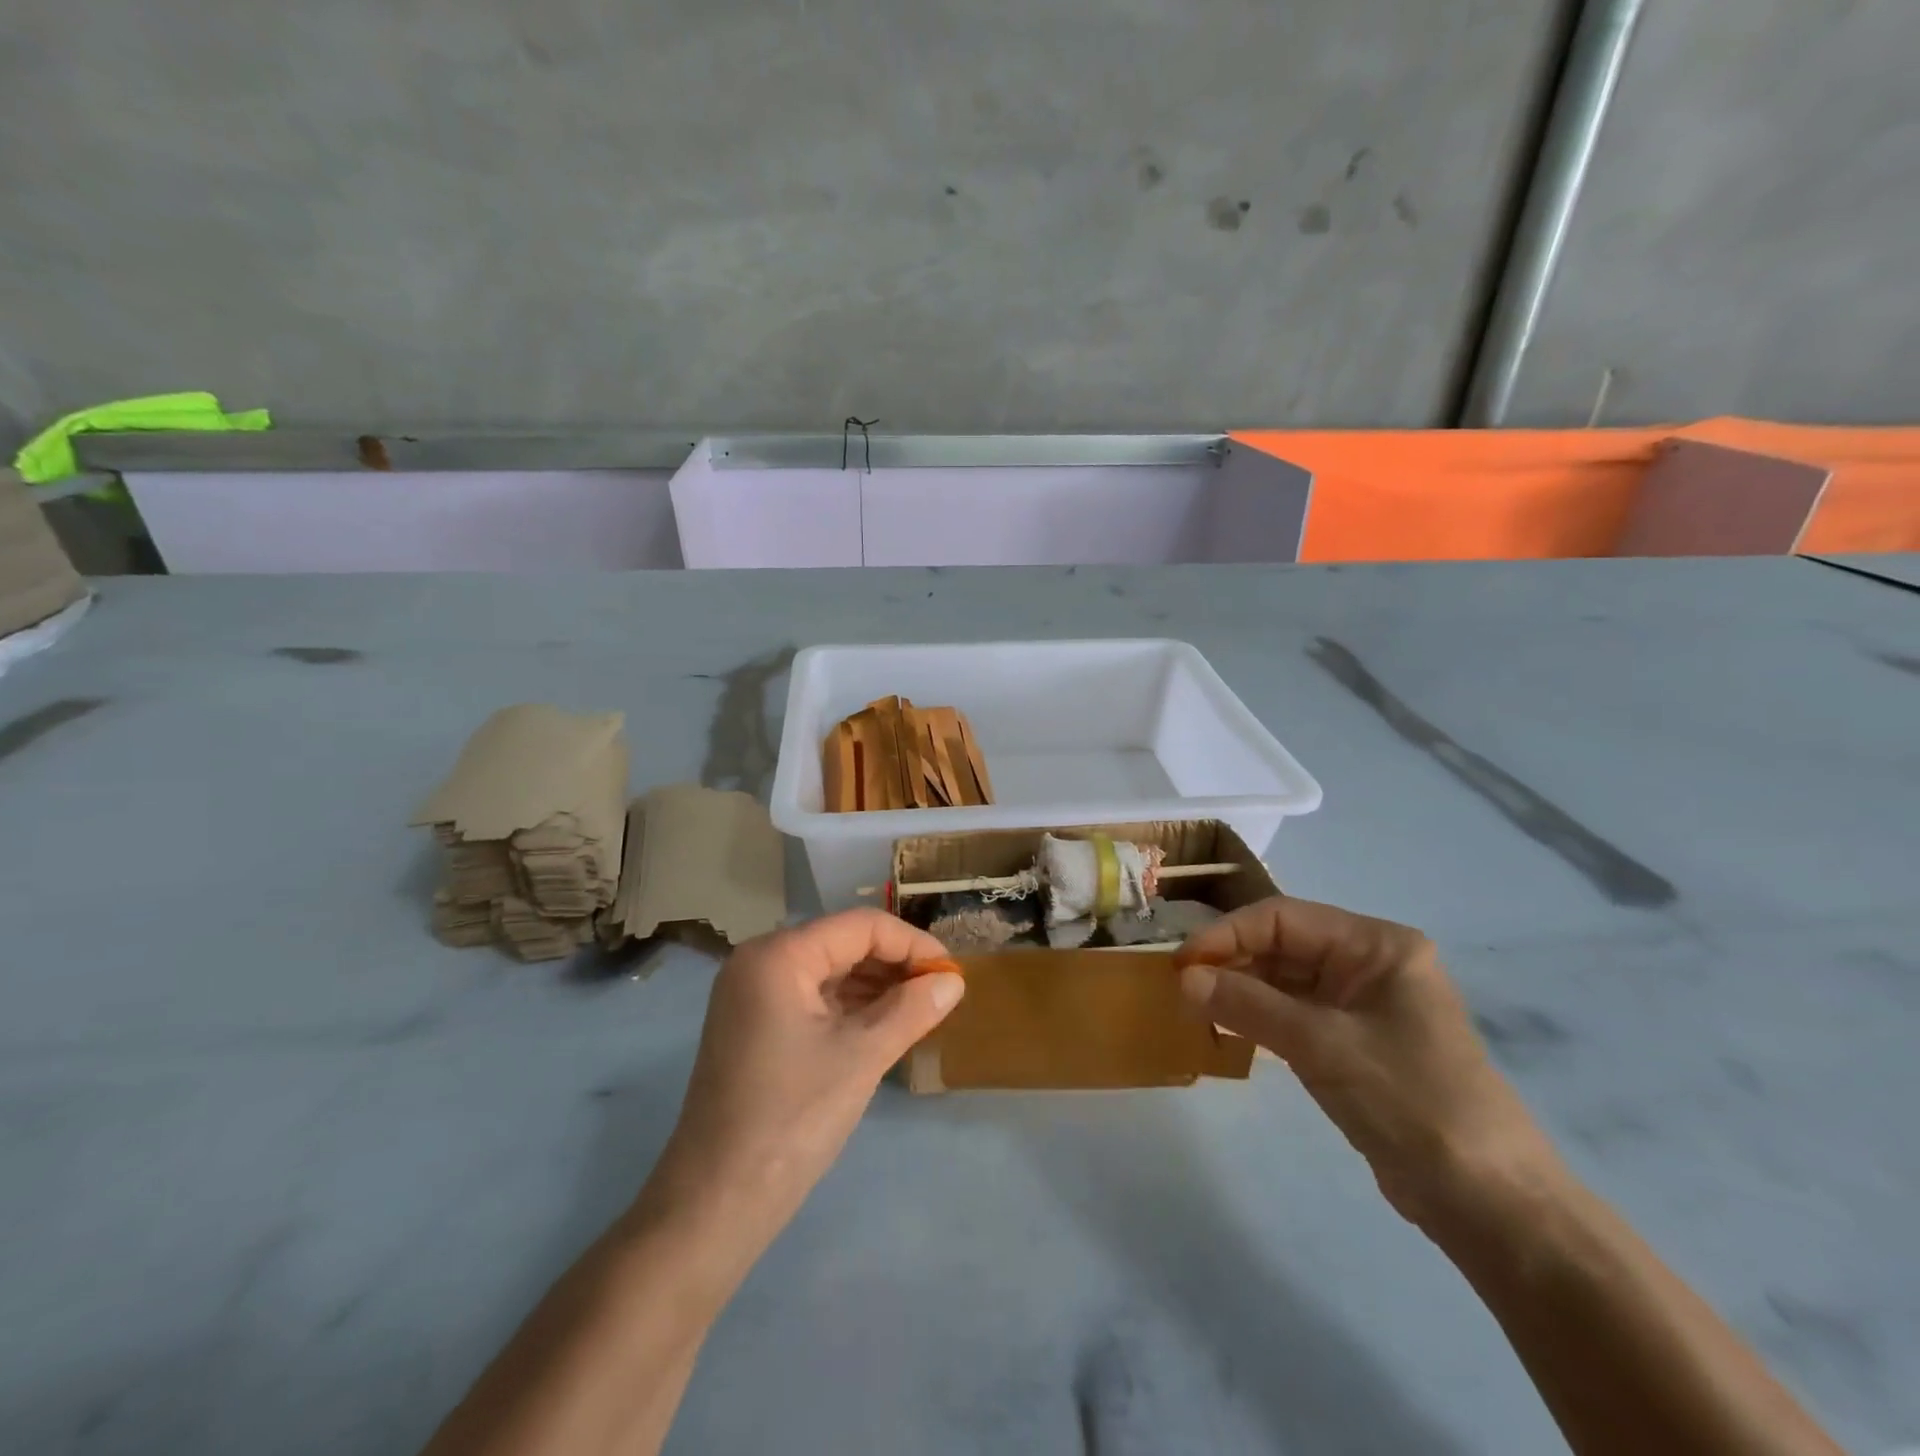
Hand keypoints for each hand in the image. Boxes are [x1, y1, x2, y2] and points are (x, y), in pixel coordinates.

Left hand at [635, 910, 964, 1265]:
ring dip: (875, 986)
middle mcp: (759, 962)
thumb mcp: (861, 1057)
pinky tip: (884, 1025)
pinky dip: (850, 1007)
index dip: (911, 943)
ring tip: (921, 1009)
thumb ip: (912, 1010)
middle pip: (842, 944)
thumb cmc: (791, 1119)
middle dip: (894, 964)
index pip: (859, 927)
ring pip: (829, 971)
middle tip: (940, 992)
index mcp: (778, 956)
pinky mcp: (754, 1025)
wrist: (714, 1203)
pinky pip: (812, 999)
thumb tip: (954, 980)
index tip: (951, 971)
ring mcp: (752, 995)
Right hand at [1177, 896, 1561, 1230]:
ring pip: (1285, 979)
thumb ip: (1248, 1005)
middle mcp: (1370, 963)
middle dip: (1232, 961)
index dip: (1228, 934)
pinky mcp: (1355, 1041)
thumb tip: (1183, 978)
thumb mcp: (1322, 1045)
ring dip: (1241, 990)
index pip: (1284, 917)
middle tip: (1182, 988)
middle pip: (1283, 944)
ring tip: (1196, 1008)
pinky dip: (1260, 1018)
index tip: (1183, 963)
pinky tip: (1228, 1030)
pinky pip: (1295, 1013)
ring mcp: (1363, 1004)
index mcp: (1376, 945)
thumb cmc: (1410, 1101)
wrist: (1489, 1203)